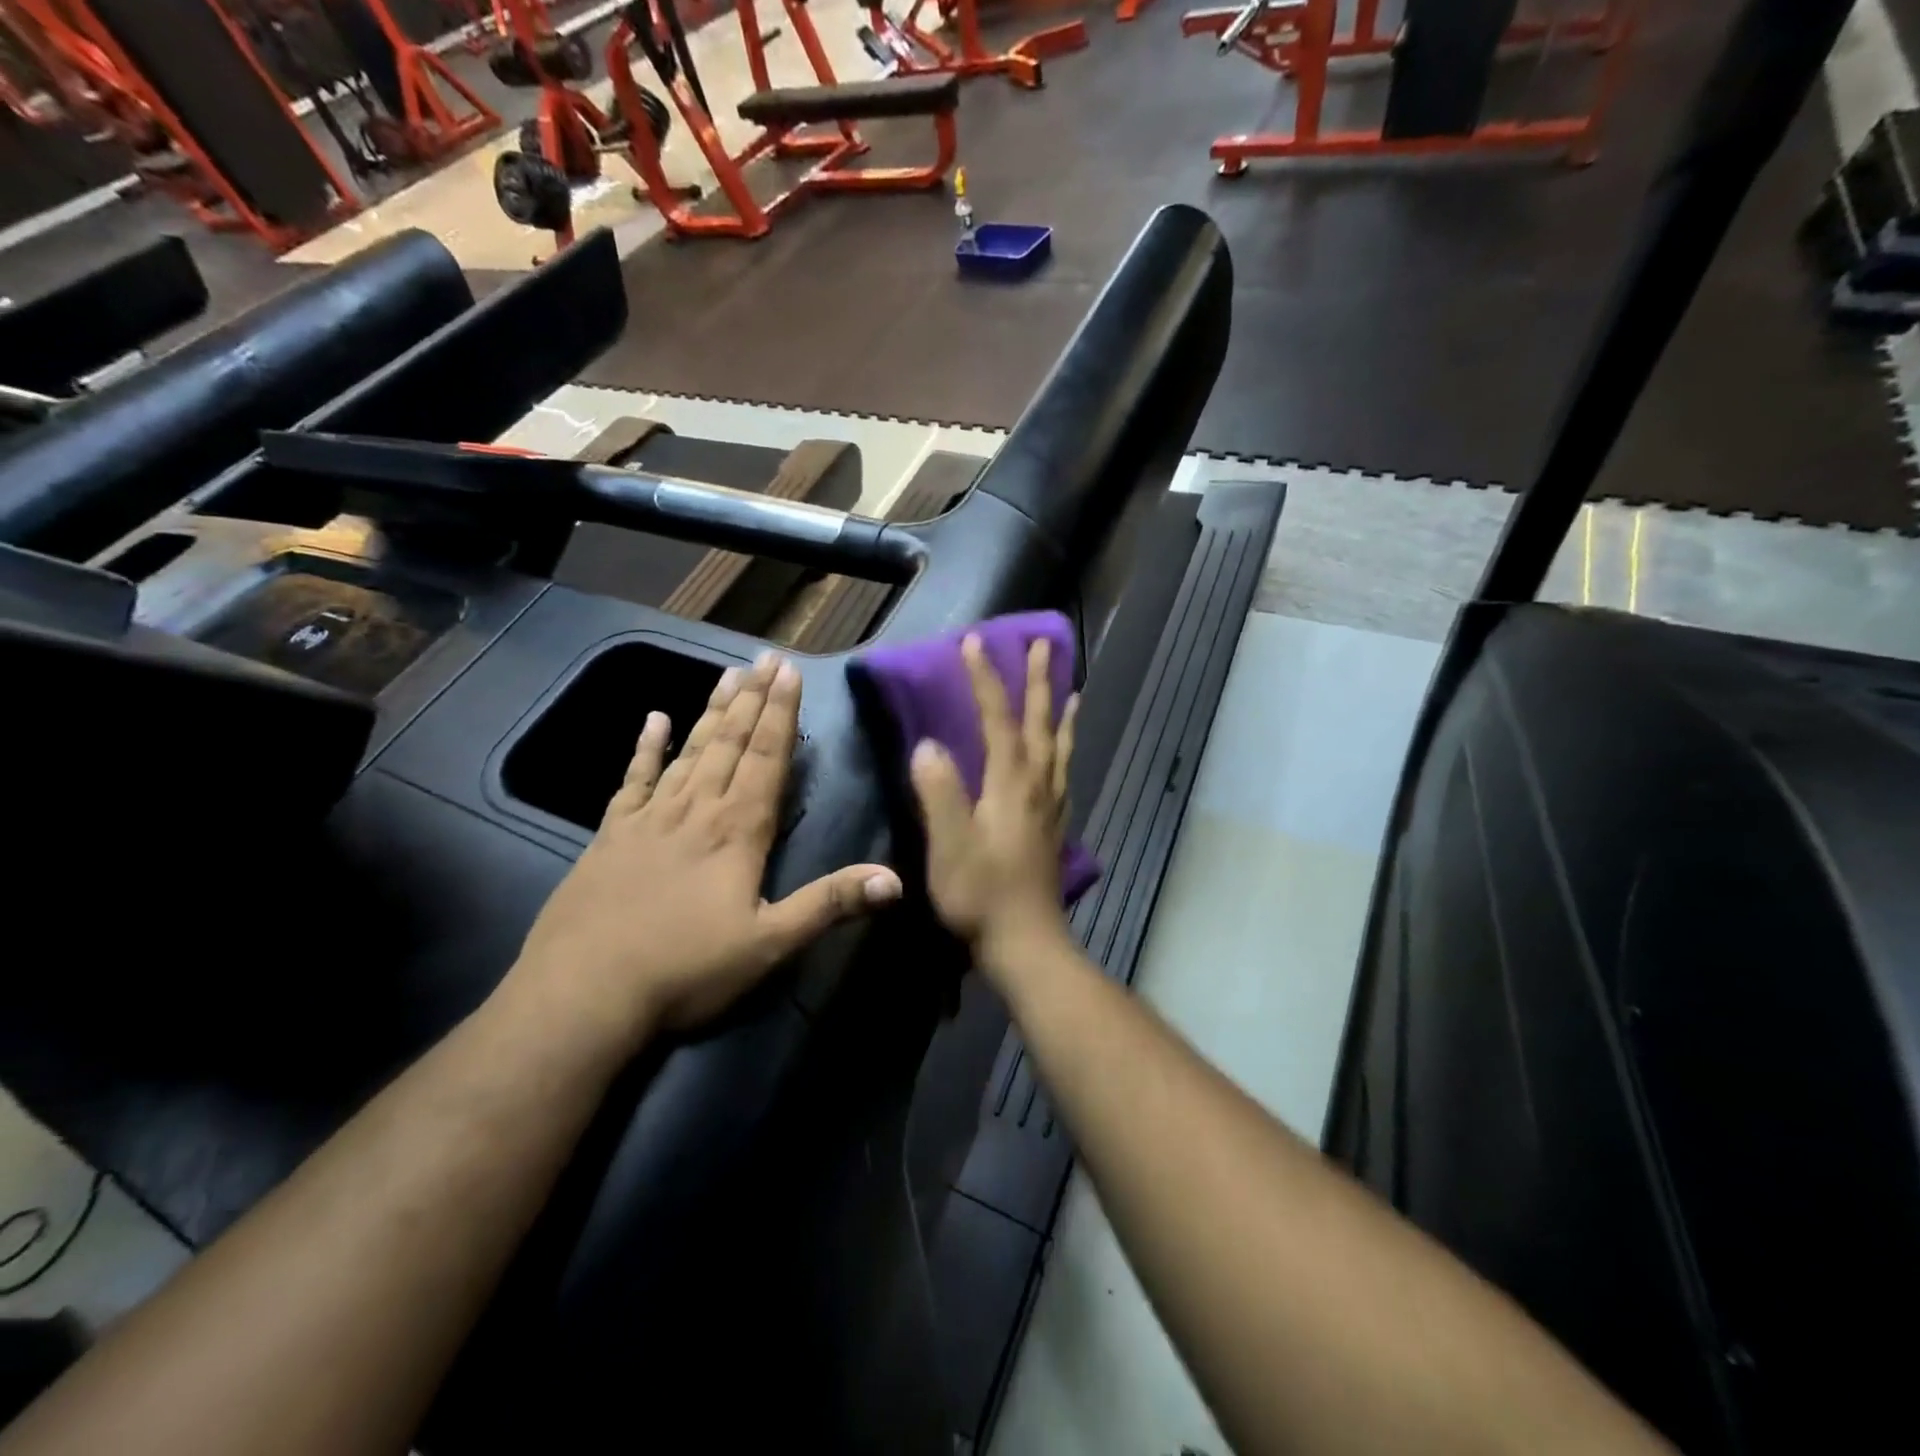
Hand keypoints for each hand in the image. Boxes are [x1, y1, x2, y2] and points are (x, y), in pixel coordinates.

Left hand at [511, 652, 902, 1046]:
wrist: (583, 994)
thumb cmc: (685, 970)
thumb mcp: (769, 944)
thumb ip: (830, 904)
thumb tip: (895, 879)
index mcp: (737, 831)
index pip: (766, 758)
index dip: (780, 714)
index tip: (789, 672)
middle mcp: (696, 810)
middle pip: (729, 743)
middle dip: (752, 699)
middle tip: (765, 658)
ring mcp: (649, 819)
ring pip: (688, 751)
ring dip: (711, 711)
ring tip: (728, 675)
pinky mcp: (611, 835)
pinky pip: (633, 779)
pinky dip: (645, 748)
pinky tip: (653, 719)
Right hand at [909, 635, 1078, 979]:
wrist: (1026, 943)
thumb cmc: (981, 895)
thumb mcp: (950, 844)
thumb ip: (940, 792)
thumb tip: (929, 745)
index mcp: (1011, 784)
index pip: (999, 720)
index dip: (985, 680)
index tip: (974, 642)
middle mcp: (1038, 786)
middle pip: (1041, 723)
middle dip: (1039, 681)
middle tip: (1045, 643)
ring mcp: (1051, 807)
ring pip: (1060, 747)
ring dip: (1061, 712)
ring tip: (1072, 689)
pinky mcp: (1054, 828)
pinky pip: (1065, 773)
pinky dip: (1067, 750)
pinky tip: (1064, 756)